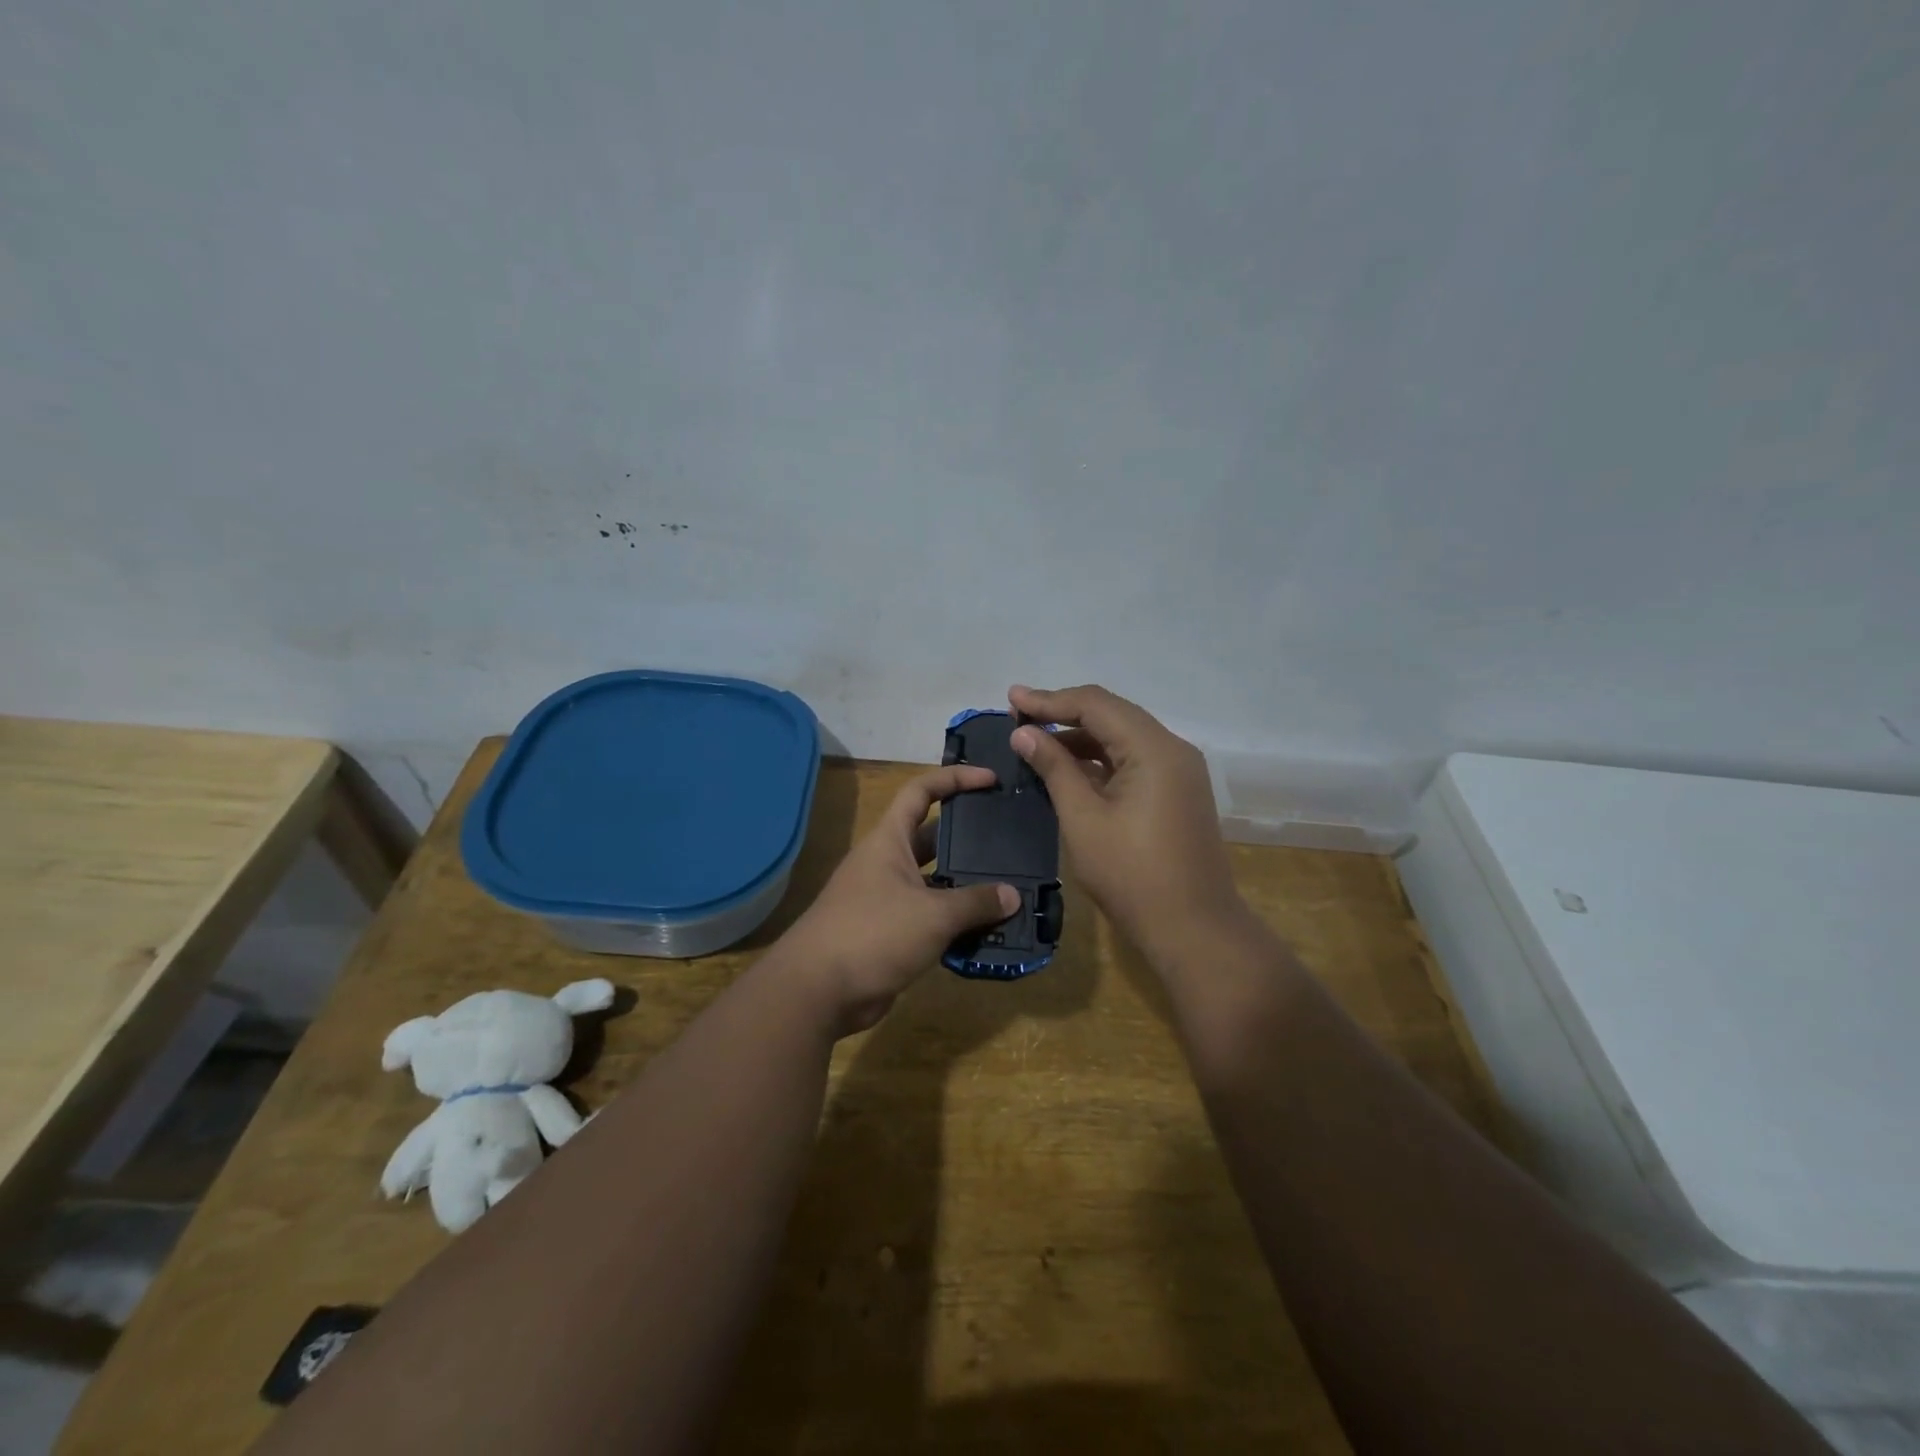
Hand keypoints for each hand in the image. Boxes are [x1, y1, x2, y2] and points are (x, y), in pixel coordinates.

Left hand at [781, 765, 1018, 1033]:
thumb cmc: (873, 933)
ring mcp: (886, 899)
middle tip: (1008, 839)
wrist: (817, 991)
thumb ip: (976, 903)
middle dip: (968, 837)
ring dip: (965, 885)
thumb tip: (1013, 896)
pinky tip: (987, 929)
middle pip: (932, 838)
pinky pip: (930, 917)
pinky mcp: (890, 933)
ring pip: (934, 882)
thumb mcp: (933, 914)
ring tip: (1009, 886)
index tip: (990, 780)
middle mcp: (886, 863)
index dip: (955, 779)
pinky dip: (955, 921)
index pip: (921, 791)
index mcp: (889, 841)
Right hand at [1008, 684, 1249, 963]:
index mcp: (1154, 749)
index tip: (1011, 700)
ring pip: (1122, 738)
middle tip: (1018, 717)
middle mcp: (1172, 749)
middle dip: (1063, 713)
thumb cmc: (1132, 876)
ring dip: (1079, 737)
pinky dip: (1099, 760)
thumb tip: (1024, 733)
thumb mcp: (1083, 819)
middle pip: (1112, 714)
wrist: (1193, 930)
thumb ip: (1054, 768)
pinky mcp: (1176, 793)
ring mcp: (1179, 772)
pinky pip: (1133, 761)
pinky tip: (1067, 768)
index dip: (1049, 700)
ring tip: (1035, 741)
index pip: (1096, 704)